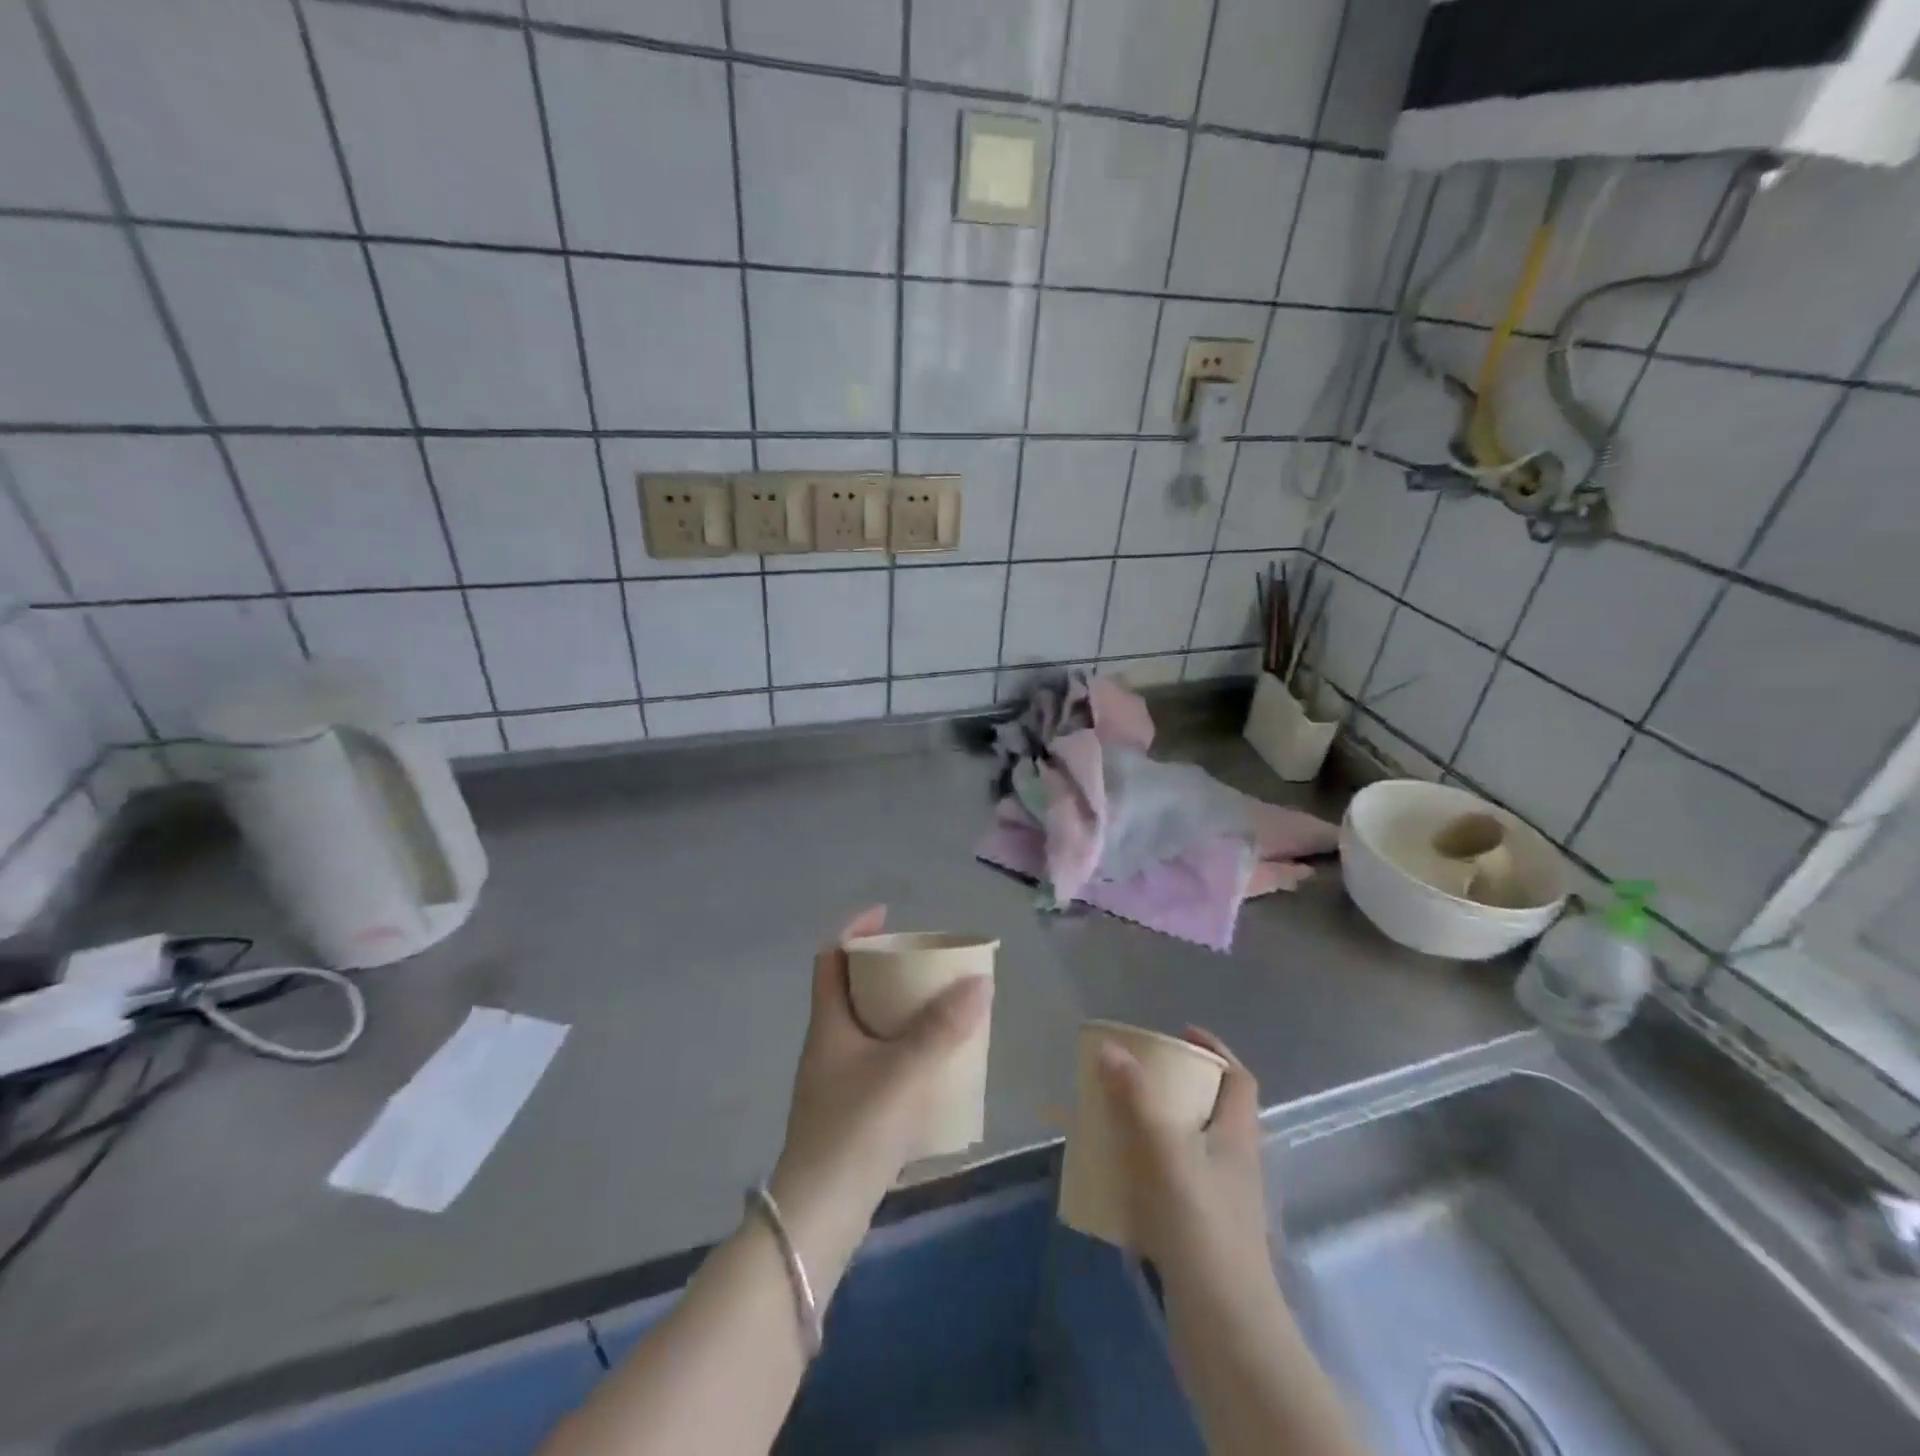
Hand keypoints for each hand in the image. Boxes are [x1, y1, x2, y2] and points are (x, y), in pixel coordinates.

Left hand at [769, 907, 992, 1278]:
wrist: (819, 1217)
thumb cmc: (856, 1128)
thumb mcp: (905, 1070)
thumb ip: (944, 1027)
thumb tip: (980, 982)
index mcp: (829, 1023)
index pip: (831, 958)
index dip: (856, 931)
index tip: (888, 917)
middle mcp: (826, 1045)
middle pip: (851, 990)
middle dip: (886, 972)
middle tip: (924, 967)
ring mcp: (834, 1082)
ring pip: (865, 1029)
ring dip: (896, 1013)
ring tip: (936, 1011)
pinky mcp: (847, 1113)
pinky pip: (876, 1062)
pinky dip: (900, 1051)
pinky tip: (930, 1067)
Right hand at [1096, 1026, 1271, 1283]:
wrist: (1224, 1329)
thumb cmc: (1201, 1228)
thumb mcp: (1164, 1152)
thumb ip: (1135, 1099)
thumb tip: (1111, 1048)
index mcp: (1238, 1137)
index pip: (1239, 1079)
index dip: (1215, 1050)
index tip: (1178, 1034)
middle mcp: (1234, 1164)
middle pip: (1211, 1109)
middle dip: (1174, 1086)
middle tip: (1134, 1075)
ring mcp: (1219, 1202)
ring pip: (1188, 1147)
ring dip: (1155, 1127)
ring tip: (1117, 1119)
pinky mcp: (1200, 1233)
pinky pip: (1172, 1182)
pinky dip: (1146, 1169)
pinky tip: (1117, 1177)